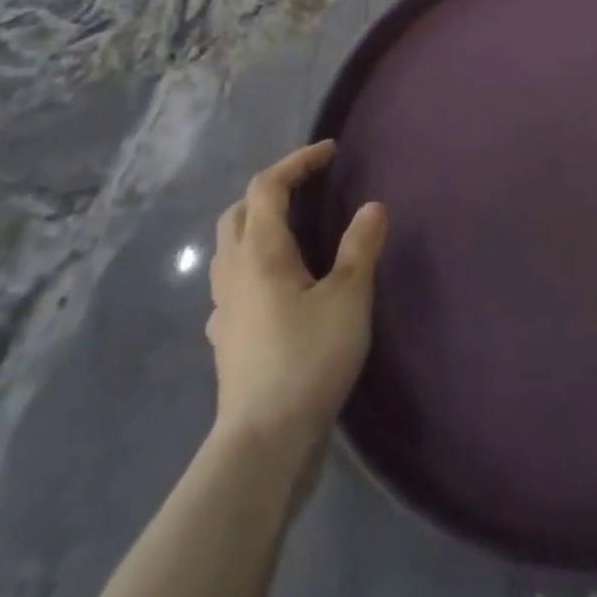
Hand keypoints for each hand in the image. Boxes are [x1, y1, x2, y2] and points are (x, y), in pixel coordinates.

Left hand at [206, 141, 386, 455]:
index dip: (297, 161)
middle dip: (271, 189)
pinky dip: (253, 264)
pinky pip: (233, 282)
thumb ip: (360, 247)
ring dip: (257, 224)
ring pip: (230, 247)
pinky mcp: (226, 339)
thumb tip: (373, 206)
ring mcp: (224, 308)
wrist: (262, 444)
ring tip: (294, 229)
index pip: (268, 186)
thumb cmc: (307, 359)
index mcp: (260, 252)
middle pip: (239, 212)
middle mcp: (233, 272)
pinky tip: (277, 285)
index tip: (329, 151)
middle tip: (308, 186)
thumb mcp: (348, 297)